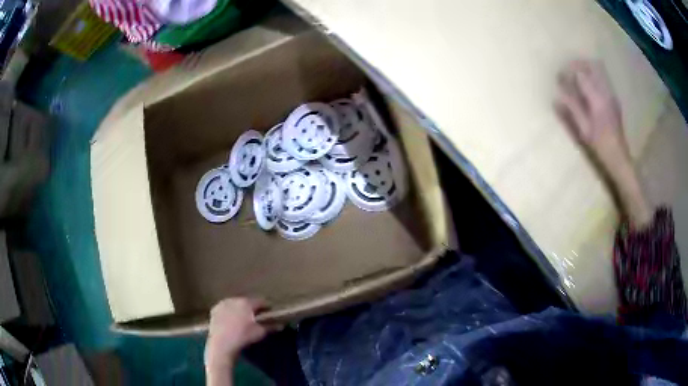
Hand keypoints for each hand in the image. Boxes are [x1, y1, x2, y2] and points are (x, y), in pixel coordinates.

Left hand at [204, 298, 267, 368]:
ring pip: (235, 304)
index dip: (267, 307)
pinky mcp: (214, 309)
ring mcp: (223, 303)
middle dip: (252, 308)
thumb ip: (271, 327)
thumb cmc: (243, 337)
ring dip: (240, 309)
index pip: (261, 301)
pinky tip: (231, 321)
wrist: (222, 344)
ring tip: (243, 319)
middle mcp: (234, 299)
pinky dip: (230, 312)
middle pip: (247, 301)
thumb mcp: (260, 332)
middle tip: (257, 317)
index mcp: (247, 303)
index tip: (270, 312)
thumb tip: (281, 325)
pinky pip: (225, 308)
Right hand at [555, 60, 652, 226]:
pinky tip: (588, 87)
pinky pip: (603, 79)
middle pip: (592, 65)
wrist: (620, 159)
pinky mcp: (614, 99)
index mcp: (598, 100)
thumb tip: (556, 97)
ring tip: (577, 77)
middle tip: (568, 71)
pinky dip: (593, 77)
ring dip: (586, 69)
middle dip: (578, 64)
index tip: (560, 75)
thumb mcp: (583, 131)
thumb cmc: (600, 148)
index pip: (581, 74)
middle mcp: (606, 93)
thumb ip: (571, 111)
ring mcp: (612, 95)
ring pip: (599, 70)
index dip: (569, 71)